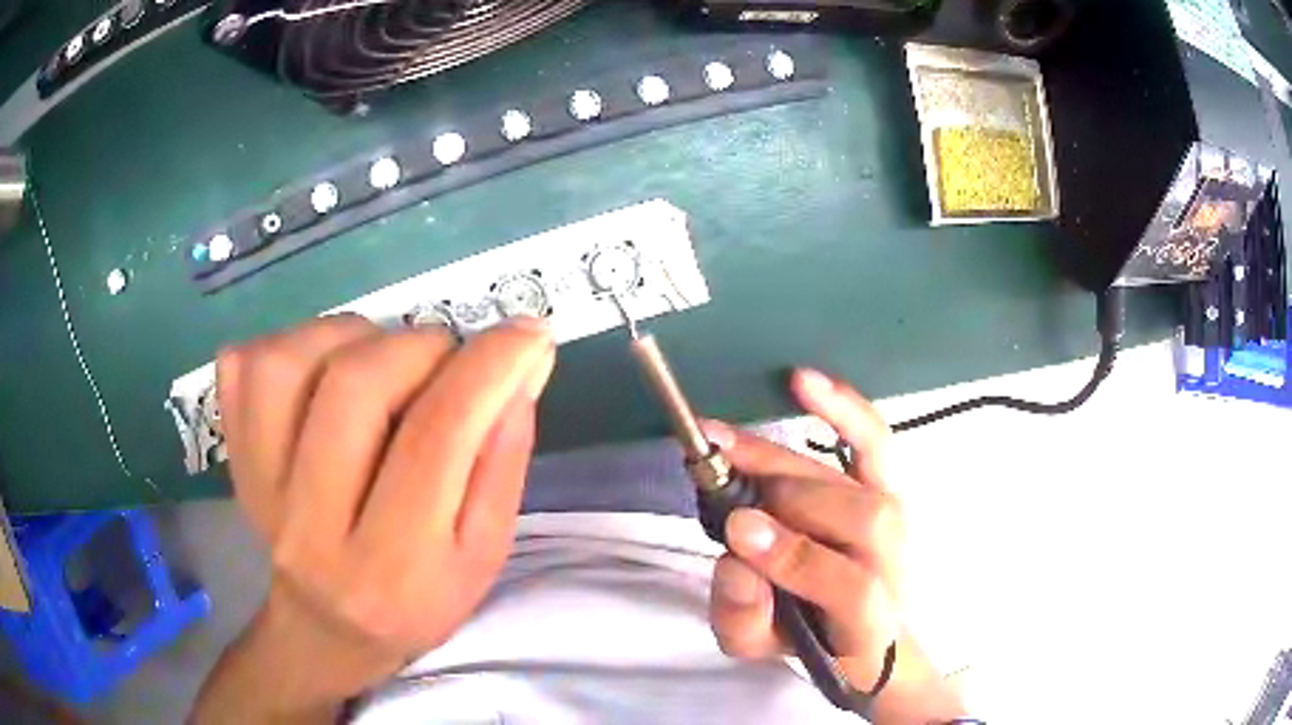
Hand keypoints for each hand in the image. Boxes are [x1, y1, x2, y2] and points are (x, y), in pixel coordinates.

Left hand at [194, 314, 554, 721]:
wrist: (326, 630)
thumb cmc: (417, 600)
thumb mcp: (482, 555)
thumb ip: (503, 463)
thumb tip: (520, 370)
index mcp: (393, 566)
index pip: (437, 439)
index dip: (488, 368)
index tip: (527, 333)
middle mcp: (313, 526)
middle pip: (354, 387)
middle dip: (418, 348)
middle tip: (445, 361)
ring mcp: (259, 487)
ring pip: (289, 362)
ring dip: (351, 336)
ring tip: (381, 362)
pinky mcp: (235, 457)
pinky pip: (245, 367)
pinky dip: (290, 343)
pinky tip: (323, 372)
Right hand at [703, 369, 965, 722]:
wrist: (861, 630)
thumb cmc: (807, 639)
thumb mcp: (759, 647)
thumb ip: (742, 617)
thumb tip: (734, 561)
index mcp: (868, 623)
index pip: (851, 589)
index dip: (798, 558)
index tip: (739, 533)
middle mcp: (897, 567)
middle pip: (862, 520)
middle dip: (785, 497)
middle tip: (716, 479)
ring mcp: (899, 523)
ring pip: (862, 481)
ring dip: (788, 461)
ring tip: (728, 446)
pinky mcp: (890, 489)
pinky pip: (874, 443)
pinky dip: (844, 410)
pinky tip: (803, 381)